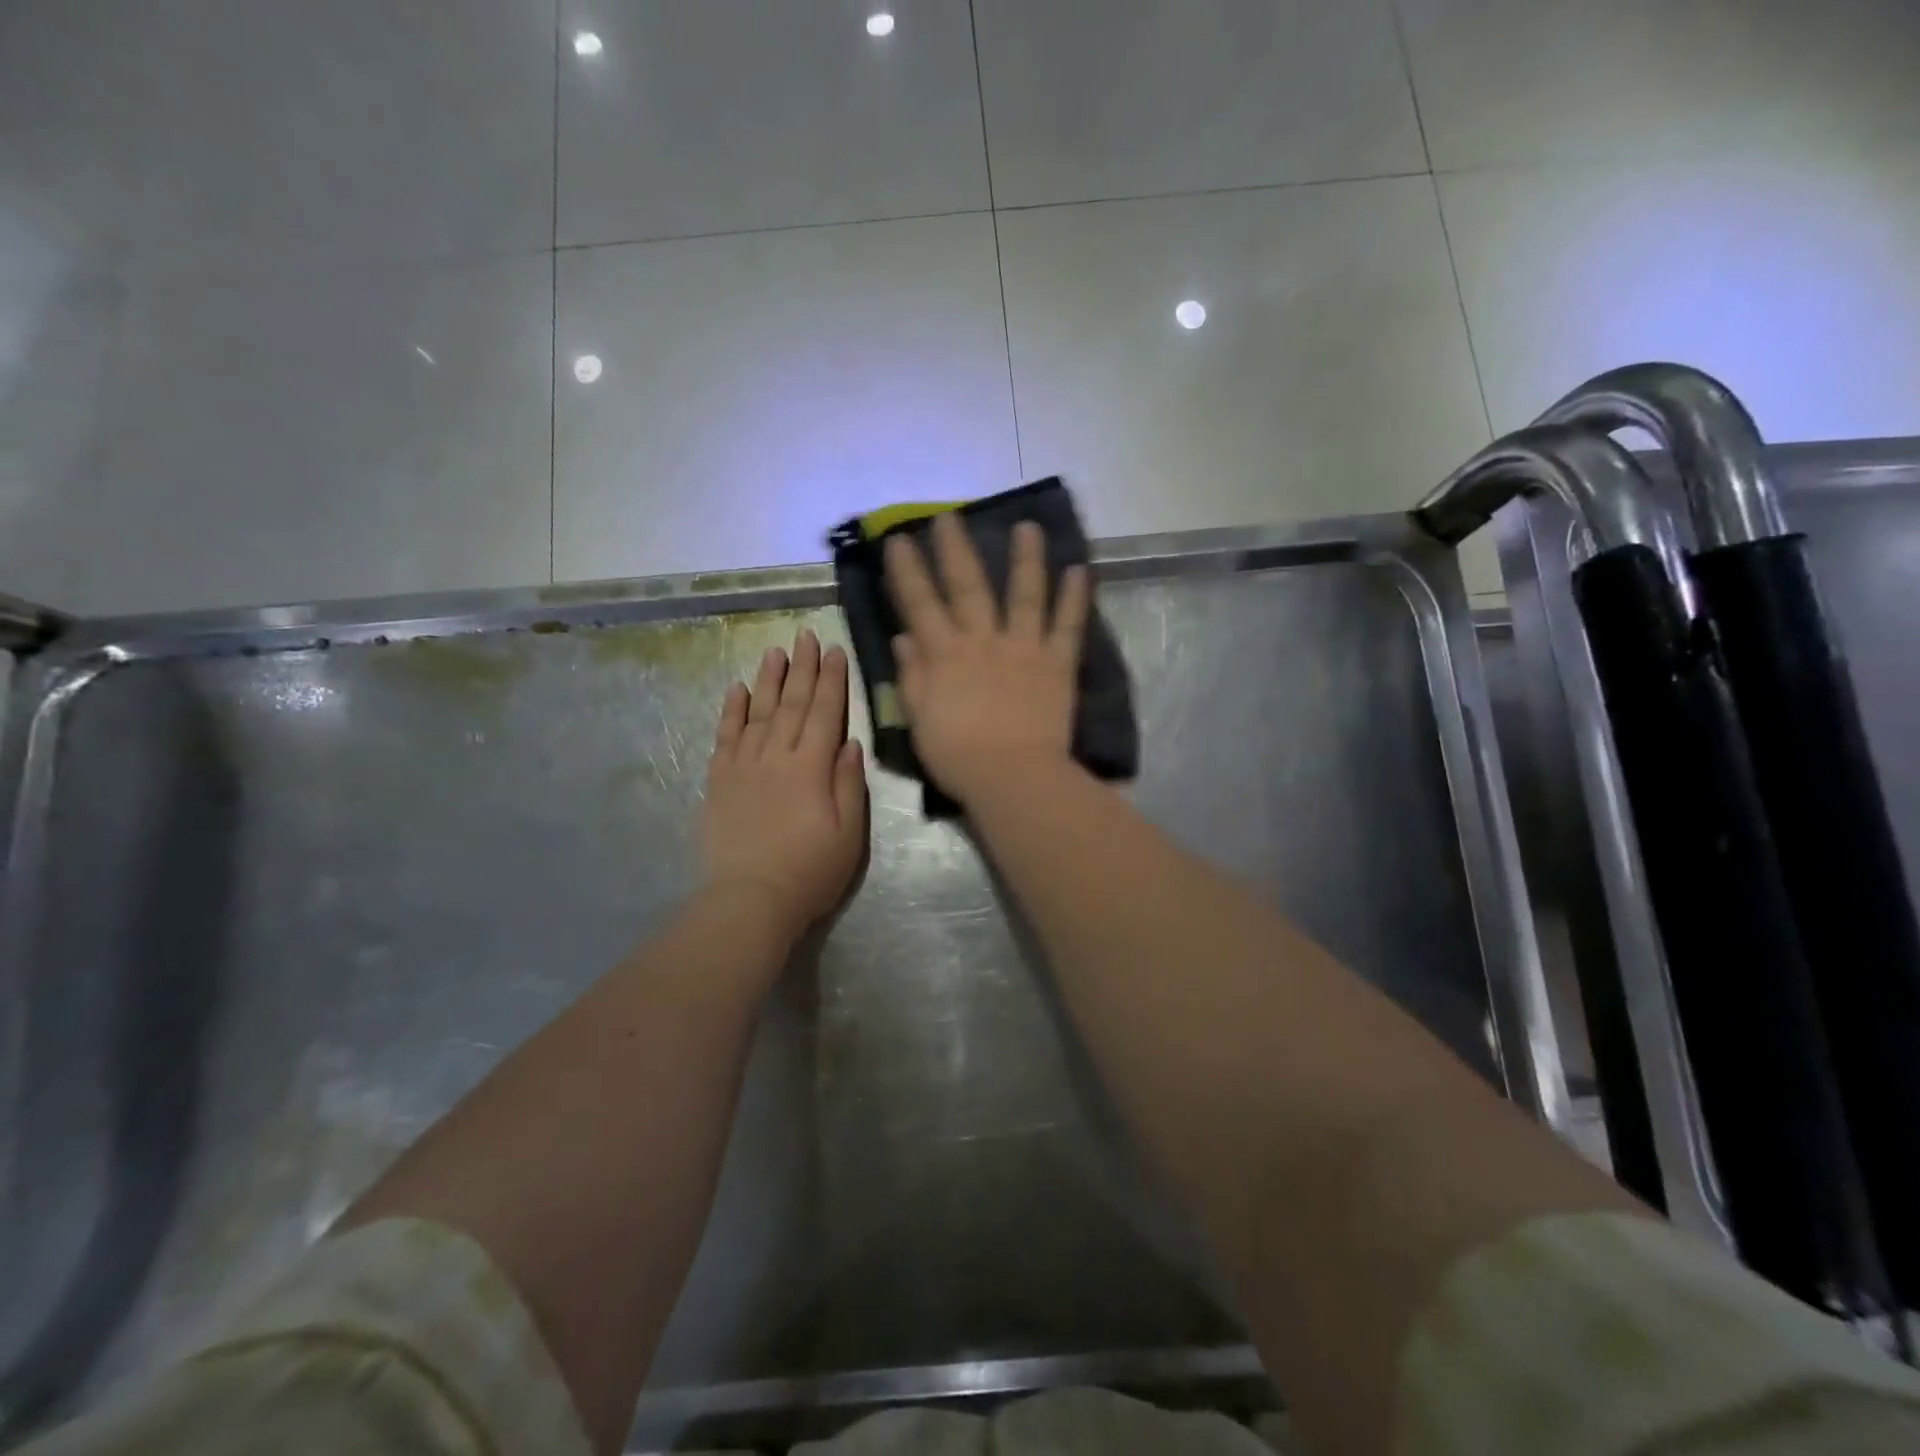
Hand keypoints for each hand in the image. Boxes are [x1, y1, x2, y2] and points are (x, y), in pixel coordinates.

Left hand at [702, 629, 867, 942]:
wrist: (750, 899)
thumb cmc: (810, 872)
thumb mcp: (849, 834)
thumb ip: (850, 784)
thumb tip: (850, 742)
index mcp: (812, 767)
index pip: (826, 712)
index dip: (833, 680)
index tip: (835, 650)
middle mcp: (777, 756)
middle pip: (793, 704)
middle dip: (803, 668)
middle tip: (806, 635)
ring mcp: (744, 766)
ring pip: (759, 712)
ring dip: (769, 679)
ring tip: (775, 651)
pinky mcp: (719, 781)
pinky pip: (725, 736)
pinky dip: (731, 711)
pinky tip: (737, 689)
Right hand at [884, 512, 1089, 804]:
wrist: (1011, 777)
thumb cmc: (958, 755)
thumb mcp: (920, 719)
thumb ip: (913, 676)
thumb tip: (903, 637)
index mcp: (945, 656)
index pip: (920, 605)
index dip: (908, 571)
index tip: (900, 540)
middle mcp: (983, 641)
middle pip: (968, 588)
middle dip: (956, 550)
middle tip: (950, 517)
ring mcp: (1024, 648)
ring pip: (1024, 595)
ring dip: (1026, 559)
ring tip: (1028, 527)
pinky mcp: (1057, 664)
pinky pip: (1067, 625)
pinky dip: (1074, 597)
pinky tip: (1079, 569)